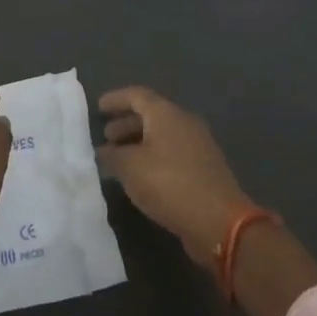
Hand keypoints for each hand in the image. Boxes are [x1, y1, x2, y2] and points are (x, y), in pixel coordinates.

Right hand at [96, 86, 255, 262]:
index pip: (137, 95)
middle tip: (106, 136)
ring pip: (162, 134)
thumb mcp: (131, 169)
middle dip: (126, 123)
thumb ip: (113, 156)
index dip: (116, 99)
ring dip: (139, 142)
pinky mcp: (203, 167)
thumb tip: (103, 151)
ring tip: (118, 158)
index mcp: (167, 114)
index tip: (98, 107)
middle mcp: (184, 122)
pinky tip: (141, 176)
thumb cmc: (170, 184)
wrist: (218, 220)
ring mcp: (197, 144)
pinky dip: (152, 156)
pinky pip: (171, 152)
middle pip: (151, 114)